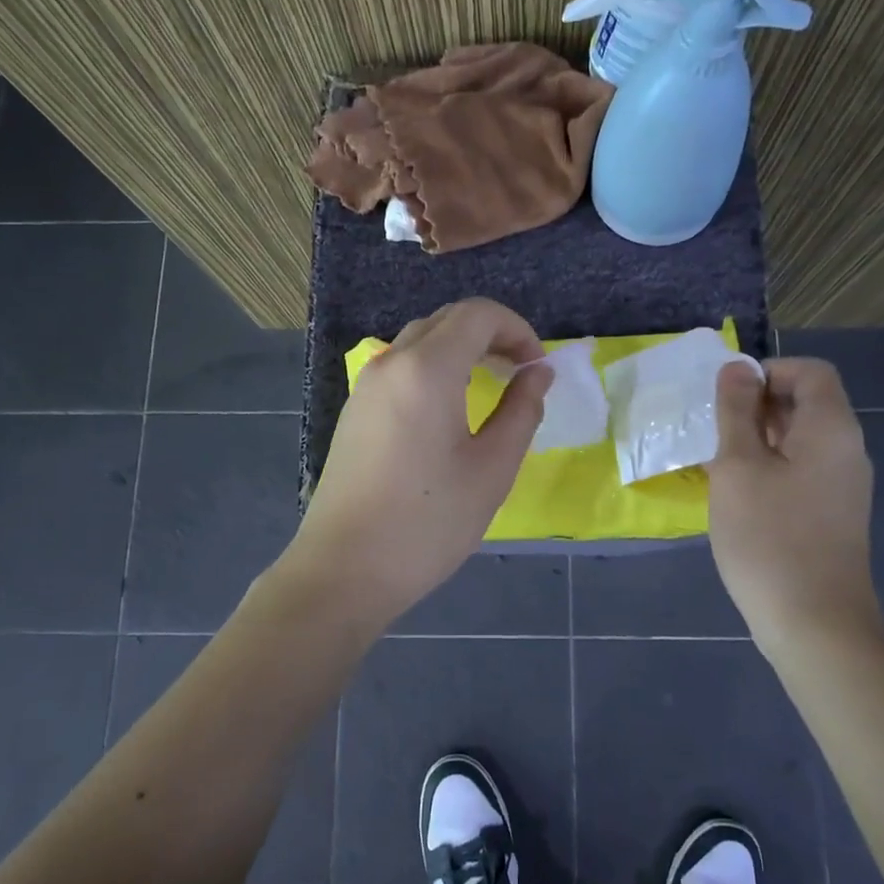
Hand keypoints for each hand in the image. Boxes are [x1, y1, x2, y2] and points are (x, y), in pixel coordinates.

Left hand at [282, 298, 553, 625]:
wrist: (344, 569)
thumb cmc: (428, 523)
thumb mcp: (492, 469)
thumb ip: (522, 410)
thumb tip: (538, 373)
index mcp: (426, 369)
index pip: (477, 313)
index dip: (517, 329)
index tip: (538, 367)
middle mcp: (390, 363)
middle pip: (447, 320)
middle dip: (491, 333)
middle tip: (521, 372)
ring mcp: (366, 385)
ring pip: (420, 340)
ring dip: (461, 348)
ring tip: (491, 386)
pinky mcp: (355, 409)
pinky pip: (401, 366)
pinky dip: (434, 366)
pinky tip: (449, 407)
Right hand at [708, 358, 881, 650]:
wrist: (815, 624)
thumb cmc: (769, 537)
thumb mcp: (739, 466)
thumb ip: (737, 412)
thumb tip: (737, 368)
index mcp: (831, 428)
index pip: (810, 372)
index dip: (767, 372)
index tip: (727, 400)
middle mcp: (846, 449)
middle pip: (806, 403)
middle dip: (757, 406)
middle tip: (714, 432)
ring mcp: (843, 484)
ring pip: (799, 439)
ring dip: (758, 439)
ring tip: (718, 463)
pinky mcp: (832, 513)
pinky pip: (801, 470)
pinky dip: (770, 468)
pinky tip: (738, 494)